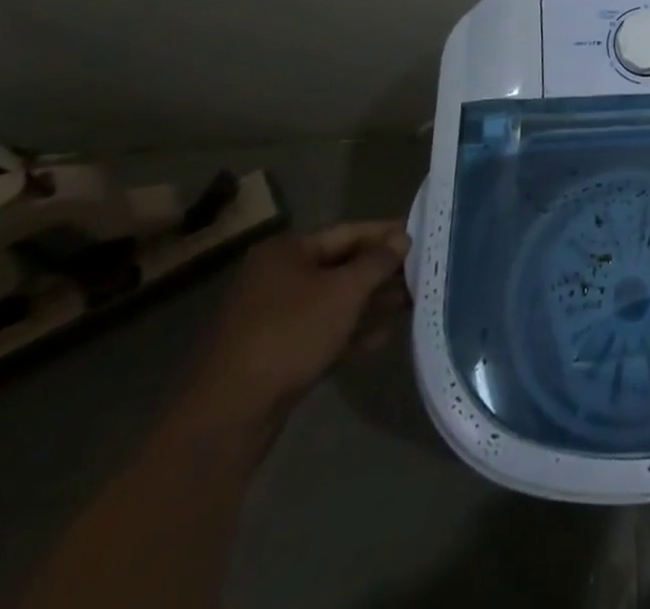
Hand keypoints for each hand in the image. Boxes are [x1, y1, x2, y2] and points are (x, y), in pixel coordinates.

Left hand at [181, 222, 410, 434]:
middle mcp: (276, 279)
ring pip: (333, 303)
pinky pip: (321, 333)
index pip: (348, 232)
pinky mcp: (274, 355)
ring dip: (371, 304)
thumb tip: (402, 238)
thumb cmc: (290, 334)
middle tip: (420, 276)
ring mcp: (272, 319)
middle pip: (341, 268)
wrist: (228, 416)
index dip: (386, 234)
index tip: (420, 238)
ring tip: (410, 305)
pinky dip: (350, 333)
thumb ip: (377, 261)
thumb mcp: (344, 291)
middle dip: (381, 273)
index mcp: (286, 252)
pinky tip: (383, 339)